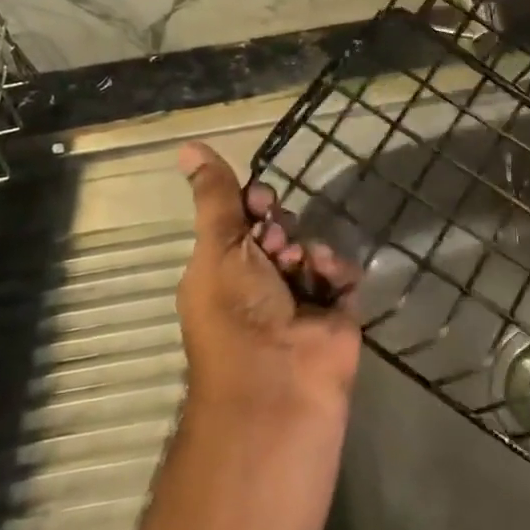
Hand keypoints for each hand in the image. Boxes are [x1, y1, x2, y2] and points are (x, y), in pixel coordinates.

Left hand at [176, 142, 361, 421]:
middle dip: (282, 228)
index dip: (252, 204)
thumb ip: (215, 197)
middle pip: (281, 231)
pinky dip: (337, 269)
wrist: (280, 383)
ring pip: (313, 248)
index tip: (260, 200)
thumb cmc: (236, 313)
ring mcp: (300, 299)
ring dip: (310, 249)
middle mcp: (260, 283)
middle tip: (278, 244)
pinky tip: (329, 275)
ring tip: (303, 266)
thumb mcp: (219, 248)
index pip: (242, 222)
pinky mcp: (335, 313)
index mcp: (224, 271)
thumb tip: (188, 146)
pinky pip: (341, 273)